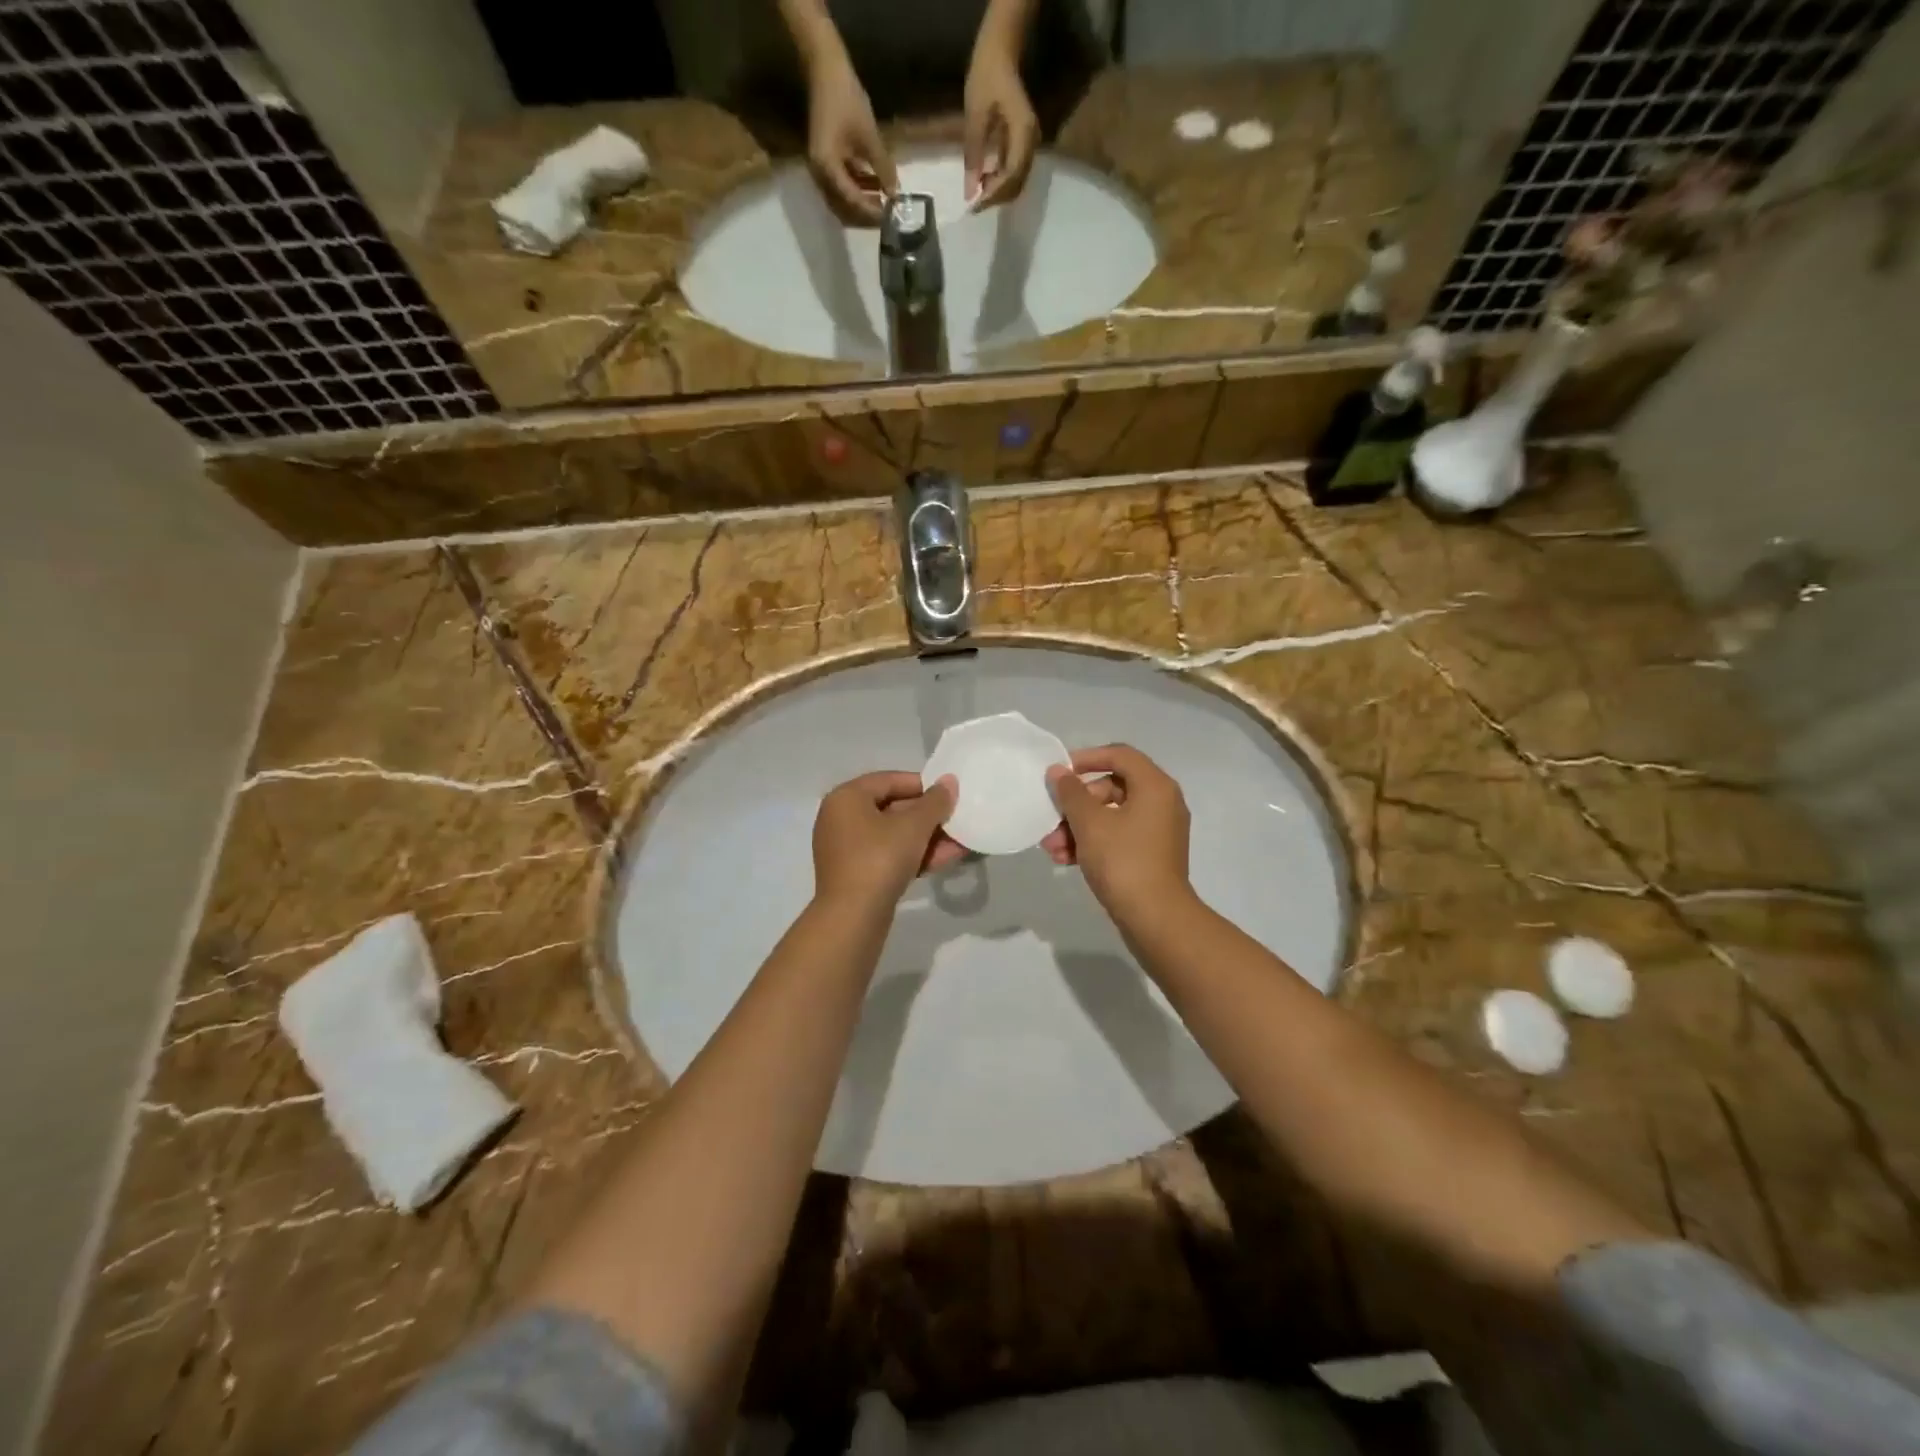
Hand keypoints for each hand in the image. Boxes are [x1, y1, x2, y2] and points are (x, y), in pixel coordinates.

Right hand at [805, 54, 898, 224]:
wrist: (826, 70)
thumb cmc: (846, 98)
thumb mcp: (869, 136)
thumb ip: (883, 168)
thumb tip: (896, 194)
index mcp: (827, 168)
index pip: (851, 202)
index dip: (872, 212)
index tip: (890, 216)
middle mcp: (820, 176)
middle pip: (844, 210)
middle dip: (866, 214)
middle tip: (888, 214)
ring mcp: (821, 171)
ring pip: (843, 201)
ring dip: (863, 203)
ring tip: (885, 199)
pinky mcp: (826, 164)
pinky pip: (842, 187)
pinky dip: (858, 190)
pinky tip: (875, 186)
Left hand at [813, 772, 962, 912]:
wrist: (853, 917)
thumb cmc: (880, 859)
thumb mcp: (914, 826)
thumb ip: (935, 802)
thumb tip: (949, 782)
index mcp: (846, 797)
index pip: (890, 780)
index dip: (923, 786)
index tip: (950, 795)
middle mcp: (840, 818)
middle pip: (892, 808)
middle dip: (929, 817)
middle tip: (957, 820)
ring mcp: (846, 848)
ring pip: (893, 835)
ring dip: (927, 838)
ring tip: (961, 842)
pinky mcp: (855, 874)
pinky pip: (888, 855)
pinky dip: (913, 855)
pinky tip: (945, 859)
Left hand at [963, 44, 1038, 208]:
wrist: (1000, 53)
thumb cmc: (986, 78)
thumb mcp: (975, 116)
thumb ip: (973, 155)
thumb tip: (969, 193)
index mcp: (1024, 132)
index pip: (1012, 175)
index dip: (994, 194)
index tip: (974, 206)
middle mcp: (1032, 142)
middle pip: (1017, 183)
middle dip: (996, 198)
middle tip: (973, 205)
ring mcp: (1030, 143)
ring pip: (1017, 181)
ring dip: (998, 192)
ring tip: (977, 195)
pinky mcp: (1024, 144)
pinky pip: (1015, 171)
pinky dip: (1000, 182)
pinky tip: (984, 182)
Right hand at [1043, 745, 1192, 917]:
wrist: (1155, 918)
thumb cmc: (1123, 861)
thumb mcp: (1089, 823)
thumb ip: (1070, 793)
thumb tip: (1058, 771)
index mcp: (1155, 786)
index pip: (1119, 755)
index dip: (1087, 758)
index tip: (1060, 773)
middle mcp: (1162, 803)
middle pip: (1112, 787)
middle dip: (1076, 804)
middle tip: (1052, 819)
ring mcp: (1158, 831)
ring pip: (1111, 816)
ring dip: (1078, 827)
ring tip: (1051, 848)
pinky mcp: (1151, 855)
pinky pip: (1118, 837)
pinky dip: (1093, 843)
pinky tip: (1064, 860)